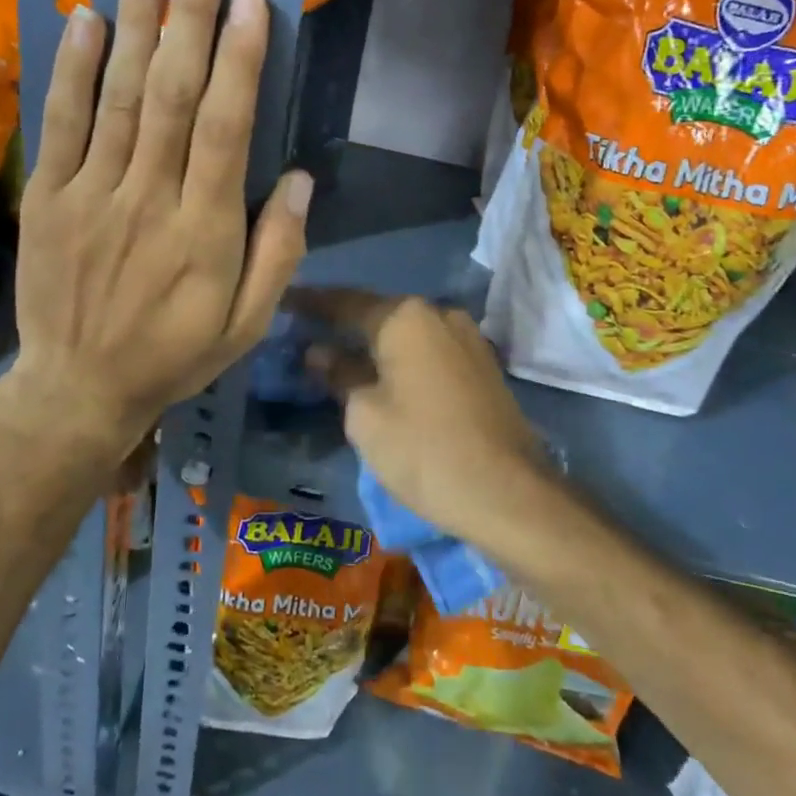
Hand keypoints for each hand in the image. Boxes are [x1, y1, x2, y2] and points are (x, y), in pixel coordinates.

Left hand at [6, 0, 311, 459]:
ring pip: (117, 96)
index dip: (239, 62)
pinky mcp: (52, 197)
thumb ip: (279, 252)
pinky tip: (86, 17)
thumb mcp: (248, 325)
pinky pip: (62, 124)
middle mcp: (149, 201)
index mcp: (206, 233)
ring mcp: (93, 195)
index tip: (250, 0)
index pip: (225, 131)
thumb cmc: (175, 354)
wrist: (79, 389)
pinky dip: (72, 69)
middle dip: (188, 14)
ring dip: (134, 20)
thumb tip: (298, 178)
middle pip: (171, 95)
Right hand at [292, 289, 553, 550]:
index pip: (345, 302)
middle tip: (309, 333)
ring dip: (375, 343)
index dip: (312, 303)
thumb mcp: (365, 415)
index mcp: (405, 317)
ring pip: (408, 334)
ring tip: (343, 356)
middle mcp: (439, 314)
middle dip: (344, 324)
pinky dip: (403, 359)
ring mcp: (468, 338)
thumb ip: (338, 373)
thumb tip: (319, 351)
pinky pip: (431, 351)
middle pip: (379, 313)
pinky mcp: (483, 365)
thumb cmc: (424, 450)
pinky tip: (385, 375)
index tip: (285, 302)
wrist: (509, 493)